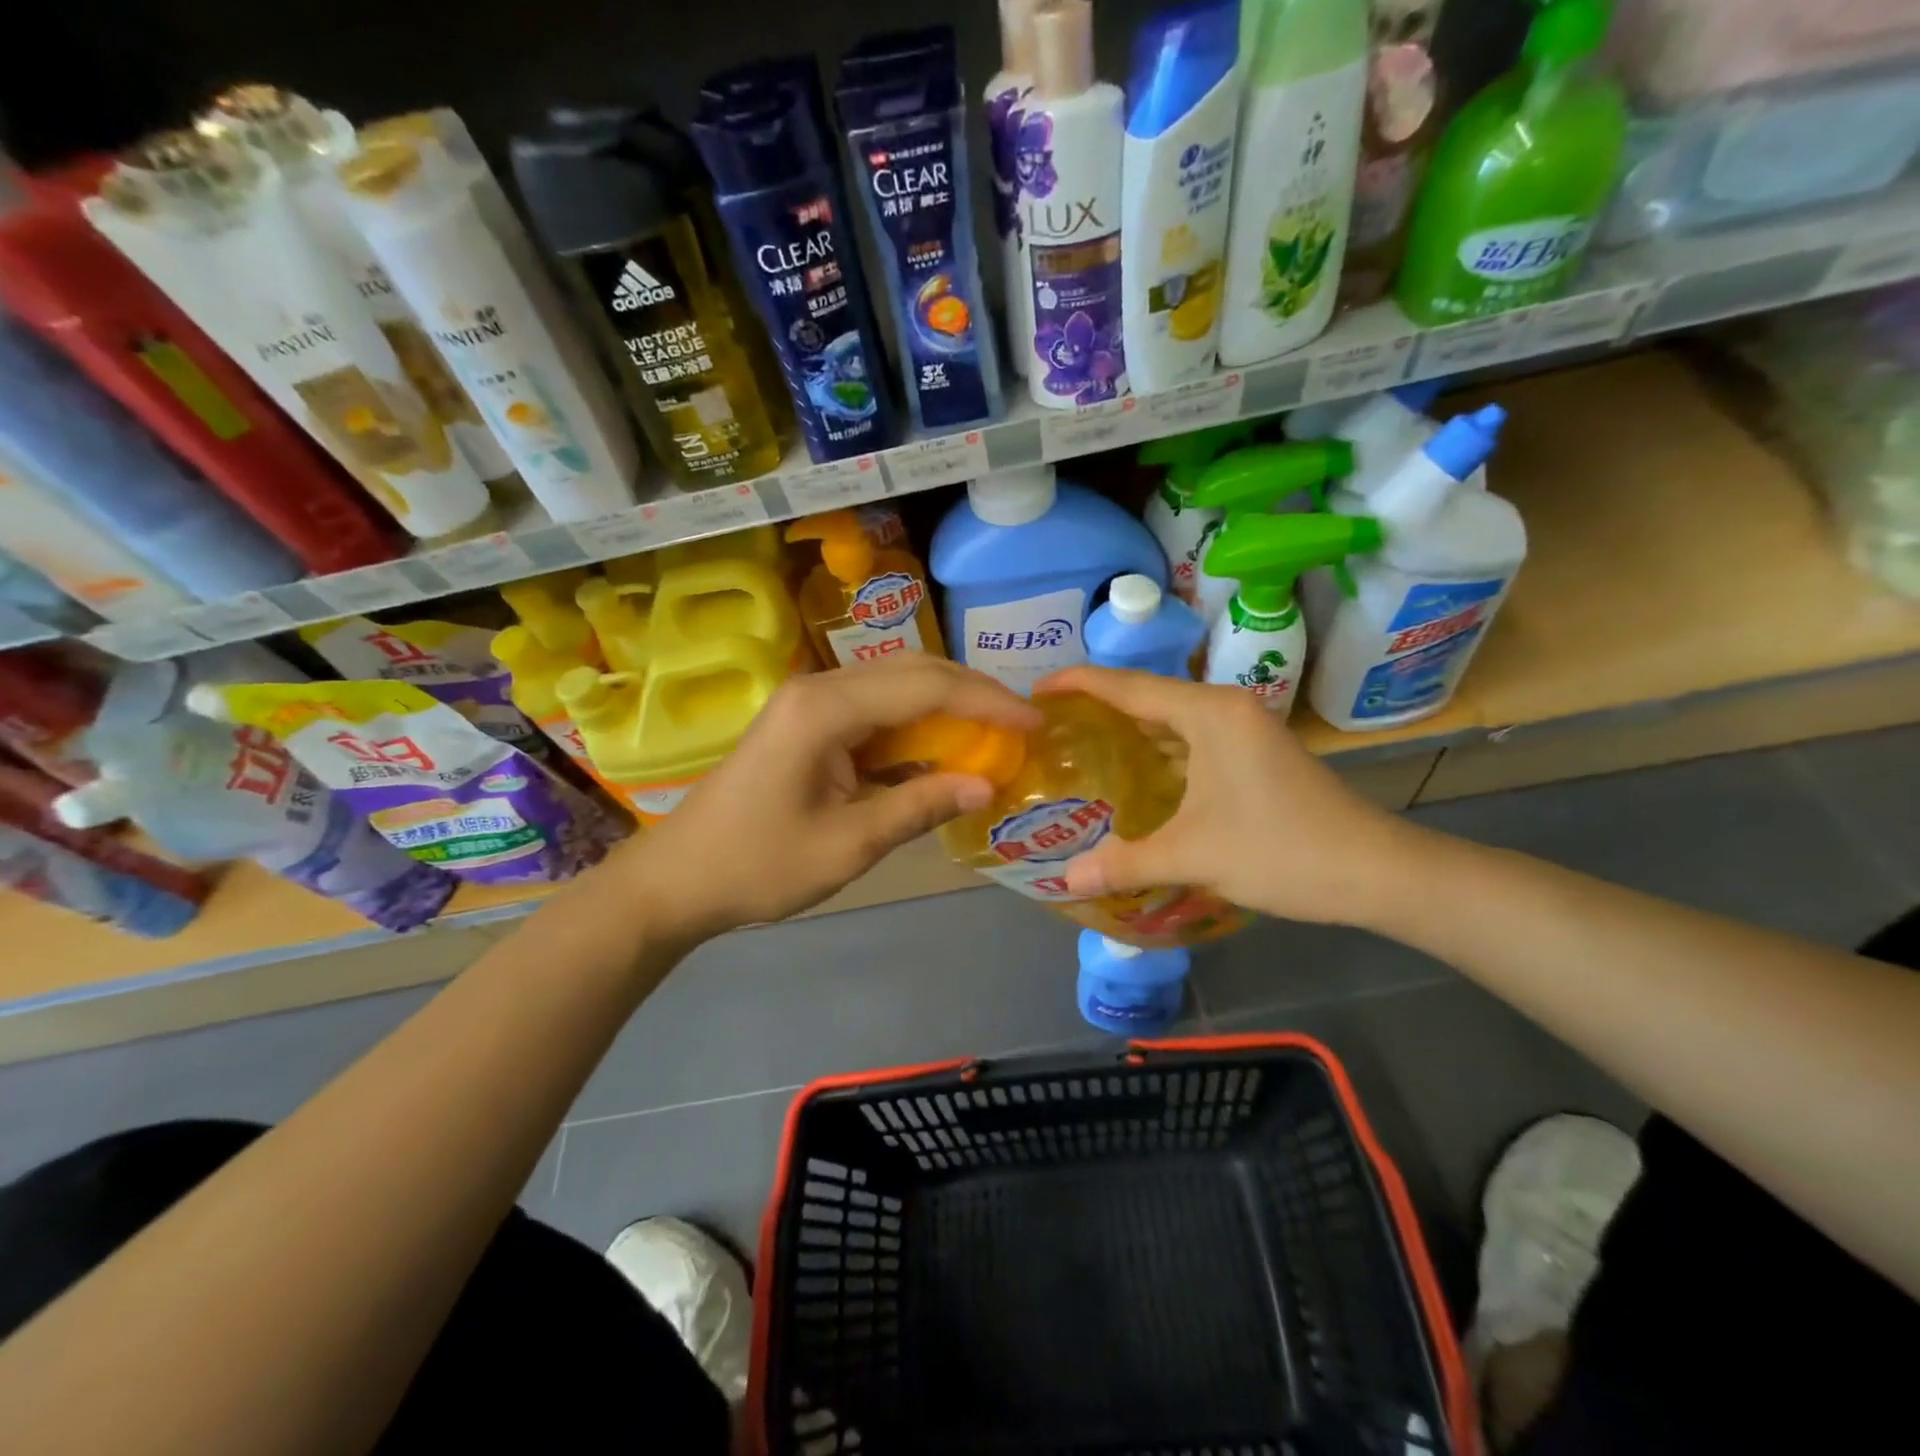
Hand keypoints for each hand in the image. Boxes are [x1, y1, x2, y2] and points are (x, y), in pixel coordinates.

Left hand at [614, 656, 1041, 944]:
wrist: (679, 878)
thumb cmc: (759, 865)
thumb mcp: (849, 844)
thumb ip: (920, 806)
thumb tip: (986, 785)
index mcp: (825, 709)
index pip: (925, 687)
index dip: (987, 701)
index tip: (1034, 722)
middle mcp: (820, 688)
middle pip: (913, 672)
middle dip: (972, 694)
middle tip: (1021, 725)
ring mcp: (811, 701)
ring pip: (896, 686)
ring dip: (947, 705)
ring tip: (994, 733)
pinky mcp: (808, 721)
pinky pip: (875, 710)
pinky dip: (916, 725)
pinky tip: (942, 748)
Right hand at [1039, 666, 1415, 926]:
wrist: (1375, 872)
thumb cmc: (1281, 850)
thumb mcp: (1194, 856)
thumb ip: (1125, 862)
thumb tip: (1067, 880)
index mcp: (1209, 713)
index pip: (1129, 687)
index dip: (1079, 684)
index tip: (1036, 690)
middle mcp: (1225, 709)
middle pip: (1148, 698)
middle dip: (1098, 708)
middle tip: (1049, 726)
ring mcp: (1243, 730)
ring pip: (1171, 721)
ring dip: (1129, 731)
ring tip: (1079, 747)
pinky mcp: (1253, 754)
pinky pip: (1190, 741)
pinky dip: (1157, 753)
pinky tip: (1133, 778)